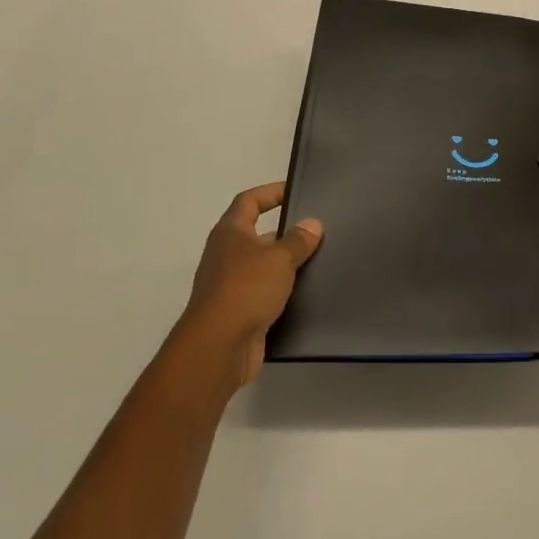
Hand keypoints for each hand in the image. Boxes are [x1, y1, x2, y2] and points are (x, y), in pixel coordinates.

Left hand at [179, 182, 321, 388]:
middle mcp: (226, 255)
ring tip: (320, 260)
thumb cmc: (246, 289)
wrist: (219, 347)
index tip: (295, 190)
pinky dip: (283, 292)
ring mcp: (231, 285)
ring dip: (287, 264)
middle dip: (286, 232)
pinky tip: (308, 293)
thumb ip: (298, 240)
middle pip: (258, 234)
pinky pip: (266, 294)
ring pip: (264, 267)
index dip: (270, 192)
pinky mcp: (240, 313)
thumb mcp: (279, 258)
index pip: (249, 201)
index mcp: (230, 233)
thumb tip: (312, 223)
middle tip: (318, 230)